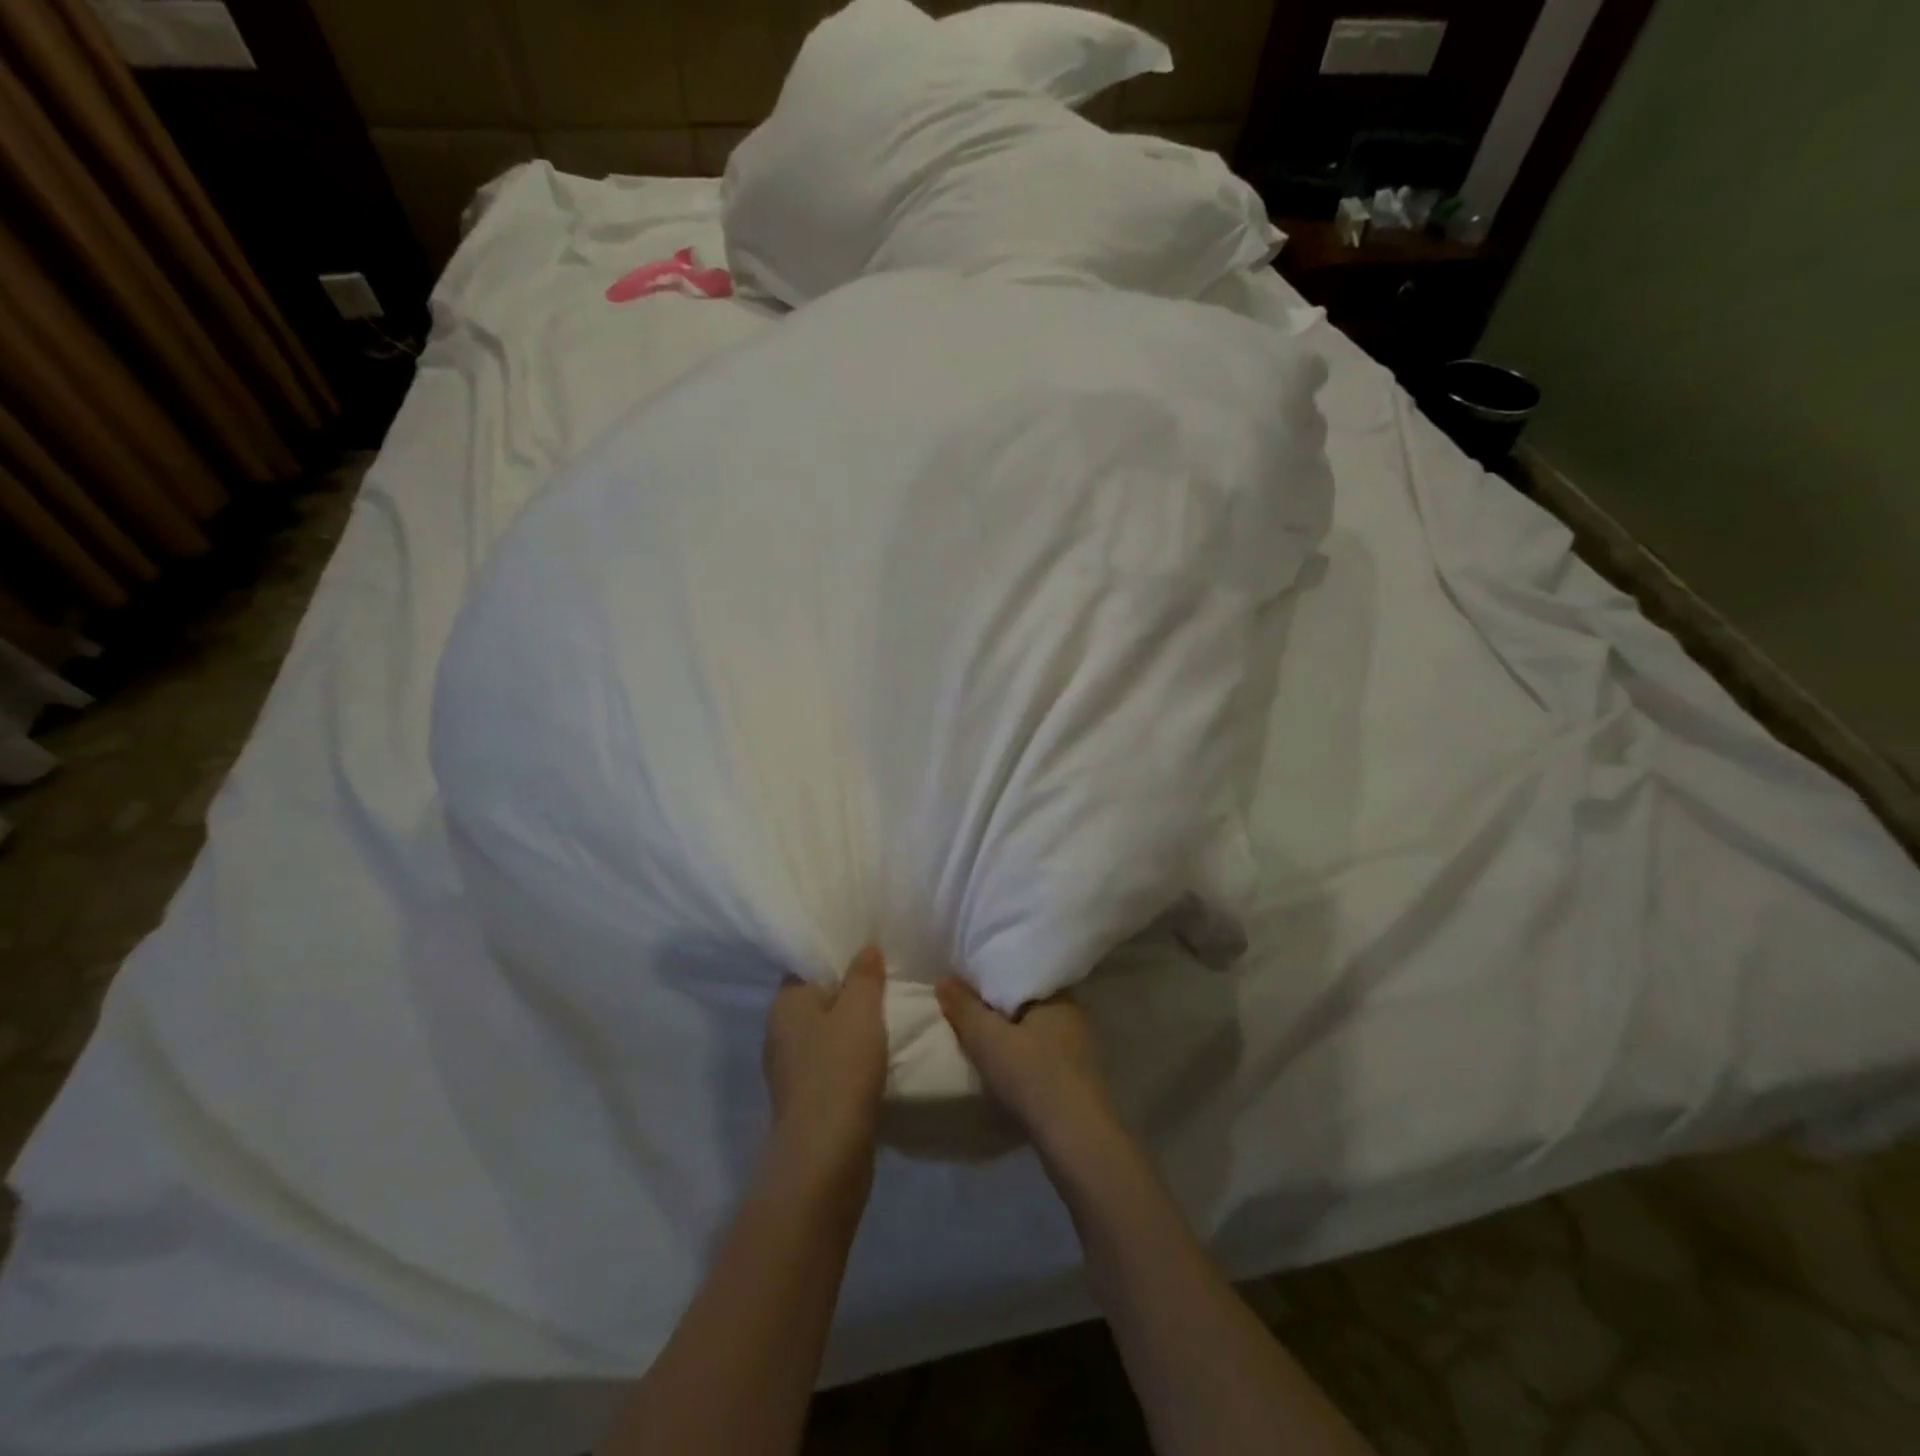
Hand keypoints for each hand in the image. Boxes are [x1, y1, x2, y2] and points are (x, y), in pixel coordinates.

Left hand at [763, 946, 888, 1179]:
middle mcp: (779, 1033)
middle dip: (846, 993)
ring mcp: (790, 1071)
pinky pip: (831, 1065)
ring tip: (888, 1015)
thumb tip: (865, 948)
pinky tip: (877, 1057)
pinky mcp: (806, 1101)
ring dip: (850, 1028)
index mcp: (784, 1005)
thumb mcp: (860, 1011)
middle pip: (816, 1000)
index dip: (835, 957)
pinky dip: (850, 1059)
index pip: (806, 967)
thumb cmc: (840, 1069)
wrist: (826, 1156)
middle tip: (885, 979)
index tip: (866, 950)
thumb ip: (864, 976)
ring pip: (825, 1035)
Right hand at [935, 978, 1116, 1157]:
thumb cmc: (1032, 1076)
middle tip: (968, 1007)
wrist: (1074, 1139)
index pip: (1024, 972)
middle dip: (1001, 1006)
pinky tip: (1004, 1066)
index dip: (995, 975)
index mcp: (1059, 995)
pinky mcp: (1075, 1078)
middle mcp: (1073, 1015)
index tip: (970, 981)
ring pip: (1035, 1029)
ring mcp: (1078, 1048)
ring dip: (1011, 1033)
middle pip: (1028, 1001)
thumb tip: (944, 979)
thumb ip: (964, 1007)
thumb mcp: (987, 1038)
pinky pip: (1041, 1054)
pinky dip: (1022, 1055)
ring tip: (981, 1037)